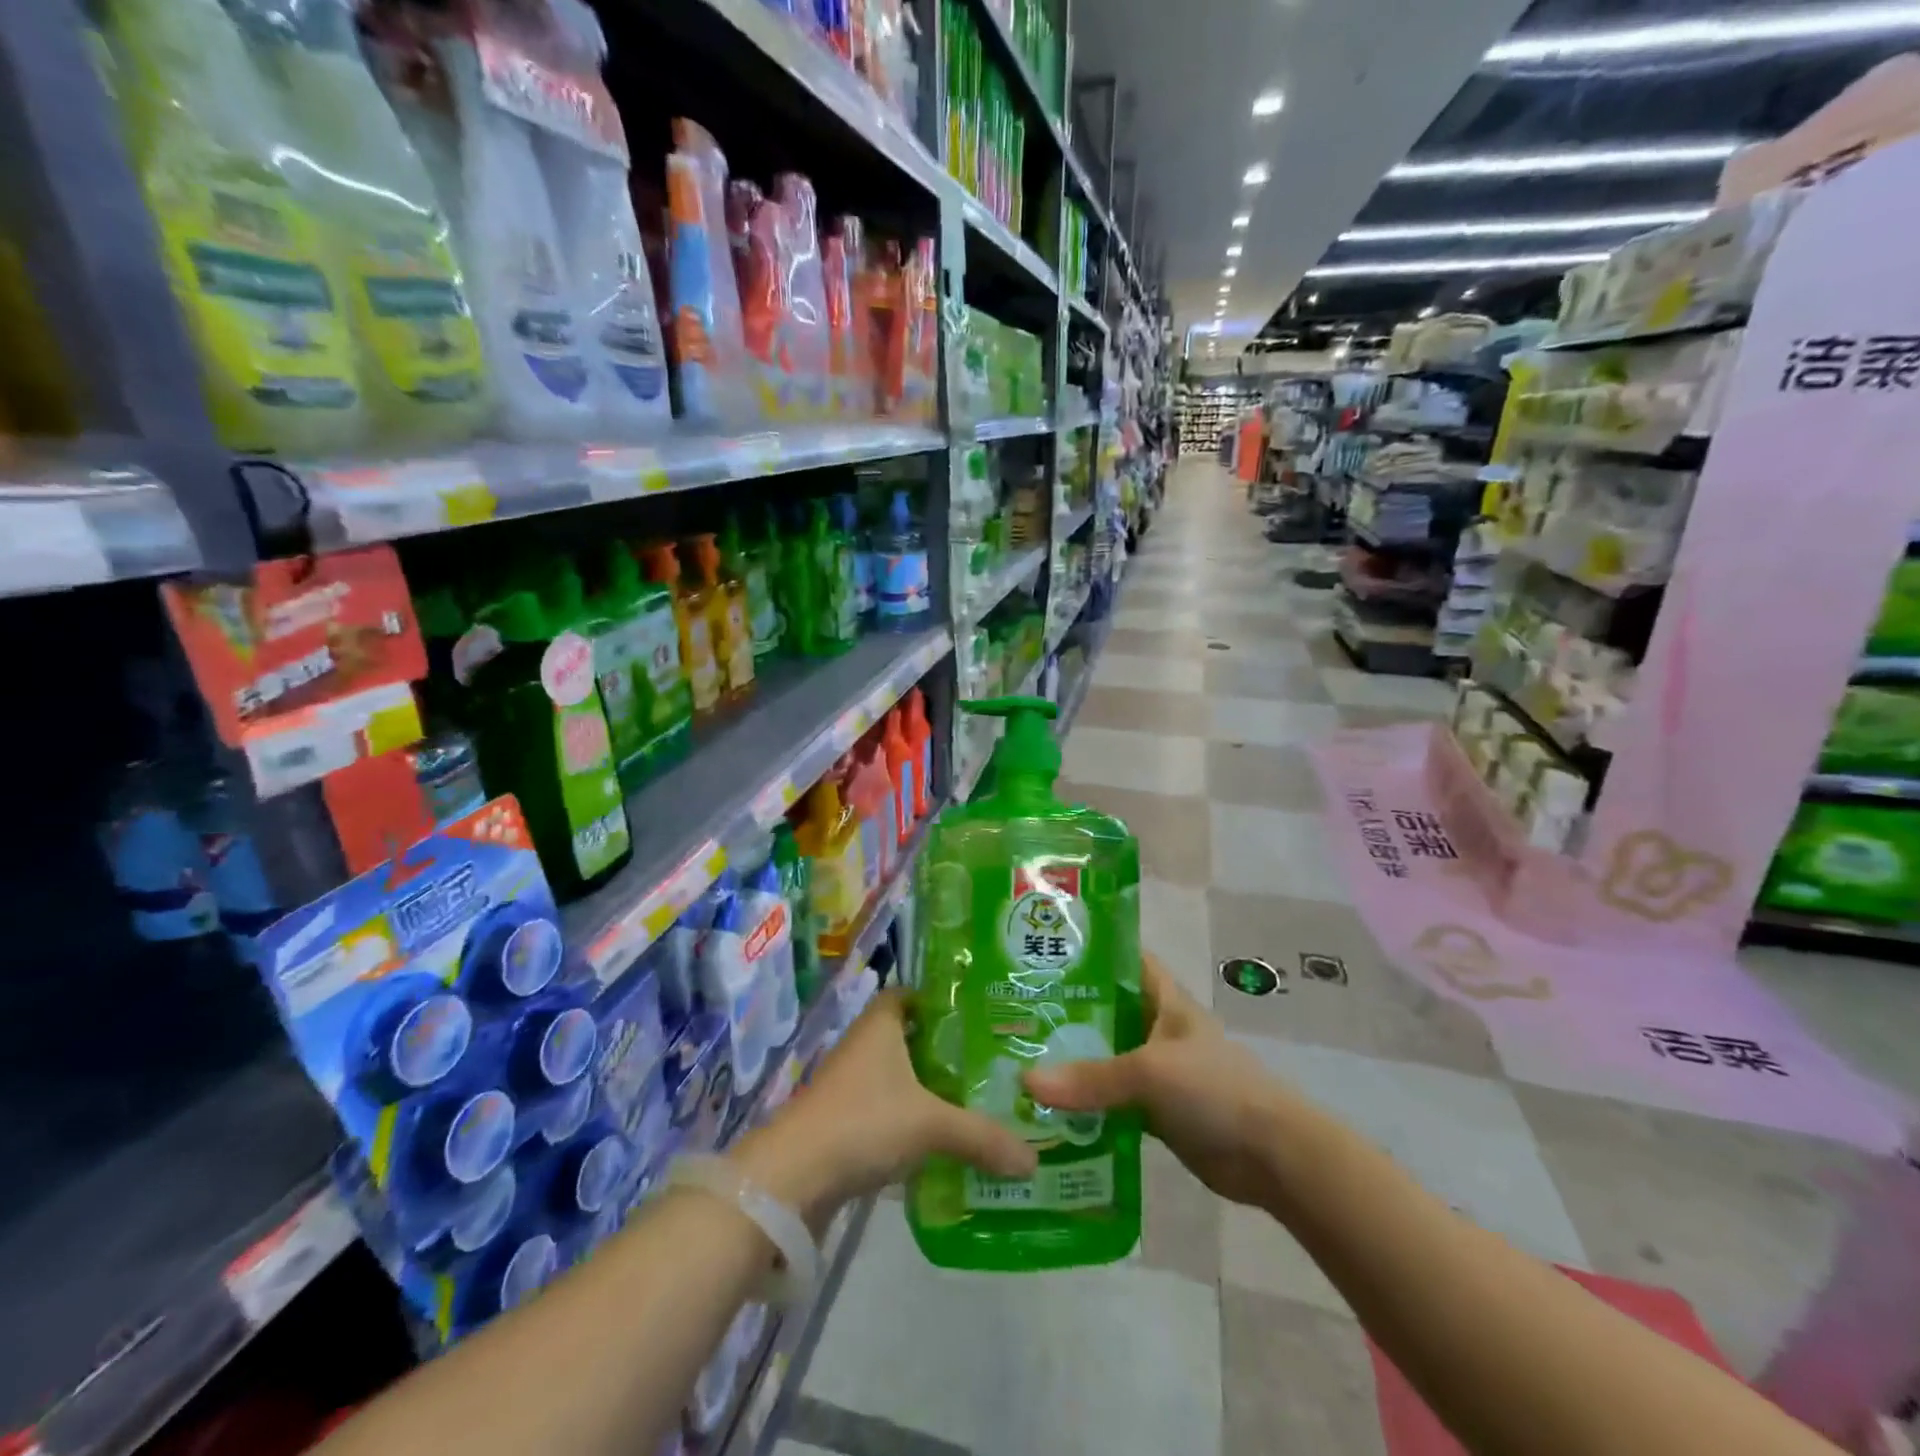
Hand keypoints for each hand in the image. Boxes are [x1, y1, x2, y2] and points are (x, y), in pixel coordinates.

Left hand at [732, 990, 1036, 1225]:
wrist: (793, 1177)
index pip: (910, 995)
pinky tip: (942, 1140)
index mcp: (880, 1026)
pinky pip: (887, 1112)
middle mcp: (864, 1047)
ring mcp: (850, 1086)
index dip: (939, 999)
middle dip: (945, 1049)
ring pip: (898, 1077)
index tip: (977, 1013)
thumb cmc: (863, 1122)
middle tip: (991, 1060)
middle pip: (909, 1037)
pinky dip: (911, 1121)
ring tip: (976, 1100)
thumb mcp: (931, 1125)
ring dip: (929, 1088)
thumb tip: (1033, 1160)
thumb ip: (982, 1137)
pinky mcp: (844, 1123)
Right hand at [1023, 953, 1290, 1206]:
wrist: (1271, 1156)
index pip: (1123, 959)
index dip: (1089, 951)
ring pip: (1104, 1056)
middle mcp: (1156, 1027)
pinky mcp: (1154, 1110)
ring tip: (1016, 1058)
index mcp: (1163, 999)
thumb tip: (1026, 1083)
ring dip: (1070, 1061)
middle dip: (1065, 1011)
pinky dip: (1084, 1103)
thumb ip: (1091, 1077)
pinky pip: (1110, 1099)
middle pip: (1105, 1010)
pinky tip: (1046, 1108)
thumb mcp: (1150, 1072)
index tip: (1042, 951)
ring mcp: (1155, 1070)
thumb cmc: (1215, 1089)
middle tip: (1011, 1012)